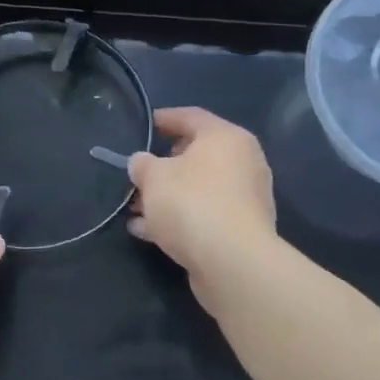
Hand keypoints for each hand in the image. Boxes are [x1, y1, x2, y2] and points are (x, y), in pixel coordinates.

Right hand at [128, 107, 276, 279]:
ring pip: (198, 189)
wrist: (233, 262)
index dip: (166, 118)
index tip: (147, 124)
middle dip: (163, 166)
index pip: (192, 117)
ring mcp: (245, 198)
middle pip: (196, 156)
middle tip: (139, 174)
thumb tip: (142, 162)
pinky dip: (179, 218)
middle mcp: (242, 162)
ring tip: (134, 209)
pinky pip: (204, 214)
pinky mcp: (241, 229)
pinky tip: (147, 232)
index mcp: (226, 137)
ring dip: (167, 197)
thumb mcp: (154, 177)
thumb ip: (143, 165)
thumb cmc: (192, 203)